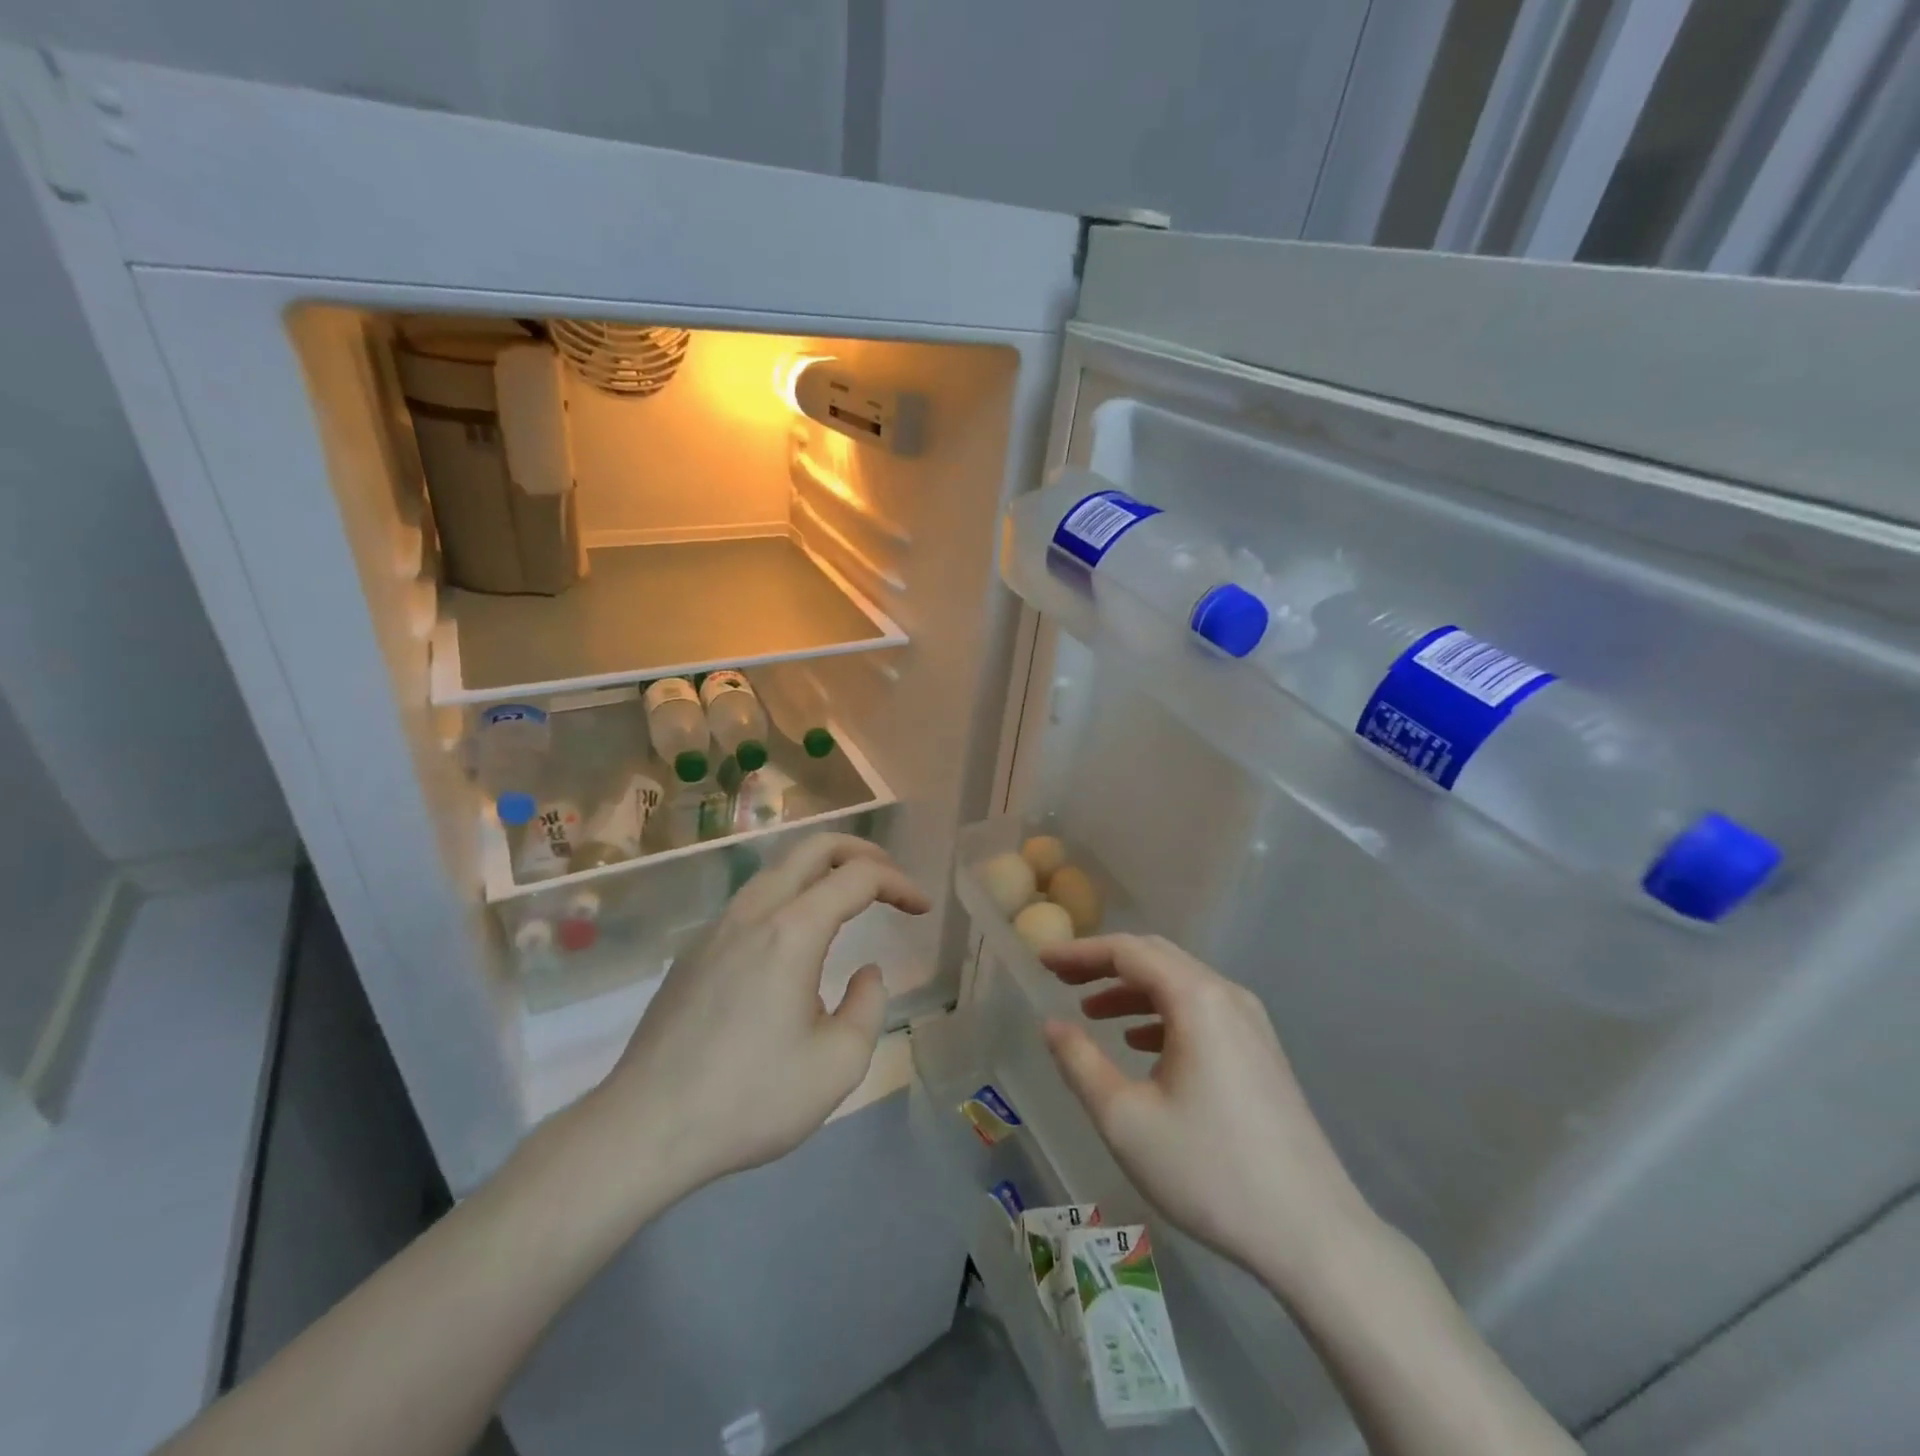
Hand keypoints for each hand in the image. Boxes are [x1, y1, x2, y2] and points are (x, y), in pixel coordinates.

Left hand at [589, 833, 928, 1198]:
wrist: (644, 1128)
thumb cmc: (750, 1098)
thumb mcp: (837, 1064)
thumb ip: (868, 1006)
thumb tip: (866, 973)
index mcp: (791, 931)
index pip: (857, 877)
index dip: (898, 883)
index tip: (921, 908)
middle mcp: (753, 913)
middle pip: (812, 847)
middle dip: (860, 852)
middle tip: (889, 879)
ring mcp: (716, 929)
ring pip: (777, 869)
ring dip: (821, 870)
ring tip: (848, 898)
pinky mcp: (694, 952)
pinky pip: (752, 900)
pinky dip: (790, 895)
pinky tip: (795, 939)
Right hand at [1040, 934, 1375, 1288]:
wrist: (1314, 1233)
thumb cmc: (1211, 1171)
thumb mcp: (1126, 1120)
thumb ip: (1080, 1063)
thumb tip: (1052, 1025)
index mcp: (1196, 999)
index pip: (1128, 951)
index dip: (1080, 952)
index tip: (1042, 960)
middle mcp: (1227, 995)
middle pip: (1156, 958)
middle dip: (1104, 964)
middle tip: (1061, 978)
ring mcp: (1251, 1023)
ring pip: (1180, 984)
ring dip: (1132, 990)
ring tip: (1091, 1011)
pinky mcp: (1261, 1051)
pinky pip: (1202, 1010)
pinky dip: (1162, 1014)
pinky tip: (1140, 1044)